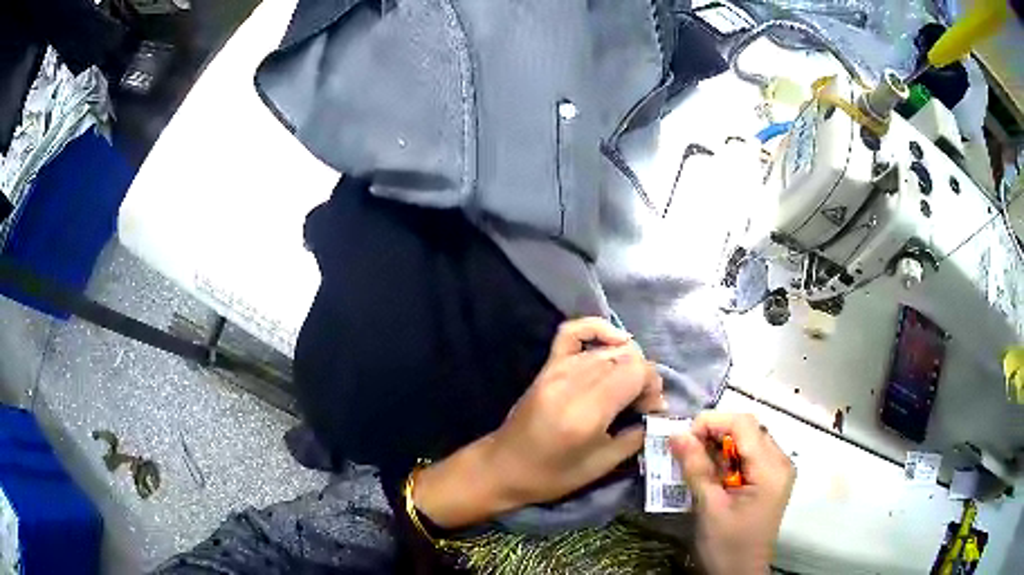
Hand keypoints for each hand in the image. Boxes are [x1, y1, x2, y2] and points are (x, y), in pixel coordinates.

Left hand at [413, 317, 664, 527]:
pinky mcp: (547, 366)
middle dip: (644, 378)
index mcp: (587, 411)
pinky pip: (573, 331)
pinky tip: (614, 342)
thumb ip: (635, 437)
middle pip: (627, 357)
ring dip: (628, 364)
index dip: (653, 387)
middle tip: (641, 405)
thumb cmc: (550, 476)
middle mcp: (573, 381)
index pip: (637, 371)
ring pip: (609, 348)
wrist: (502, 467)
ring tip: (628, 391)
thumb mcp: (600, 466)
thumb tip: (656, 416)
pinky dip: (597, 329)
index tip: (650, 411)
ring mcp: (558, 369)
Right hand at [670, 413, 794, 574]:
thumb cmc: (726, 546)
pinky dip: (725, 459)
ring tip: (693, 463)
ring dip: (717, 446)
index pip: (744, 424)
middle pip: (747, 429)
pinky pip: (747, 456)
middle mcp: (779, 462)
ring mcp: (776, 470)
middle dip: (713, 434)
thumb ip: (696, 468)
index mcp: (771, 468)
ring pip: (745, 440)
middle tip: (684, 451)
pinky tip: (709, 473)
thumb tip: (676, 434)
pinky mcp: (768, 480)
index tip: (683, 438)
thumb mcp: (709, 508)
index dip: (712, 422)